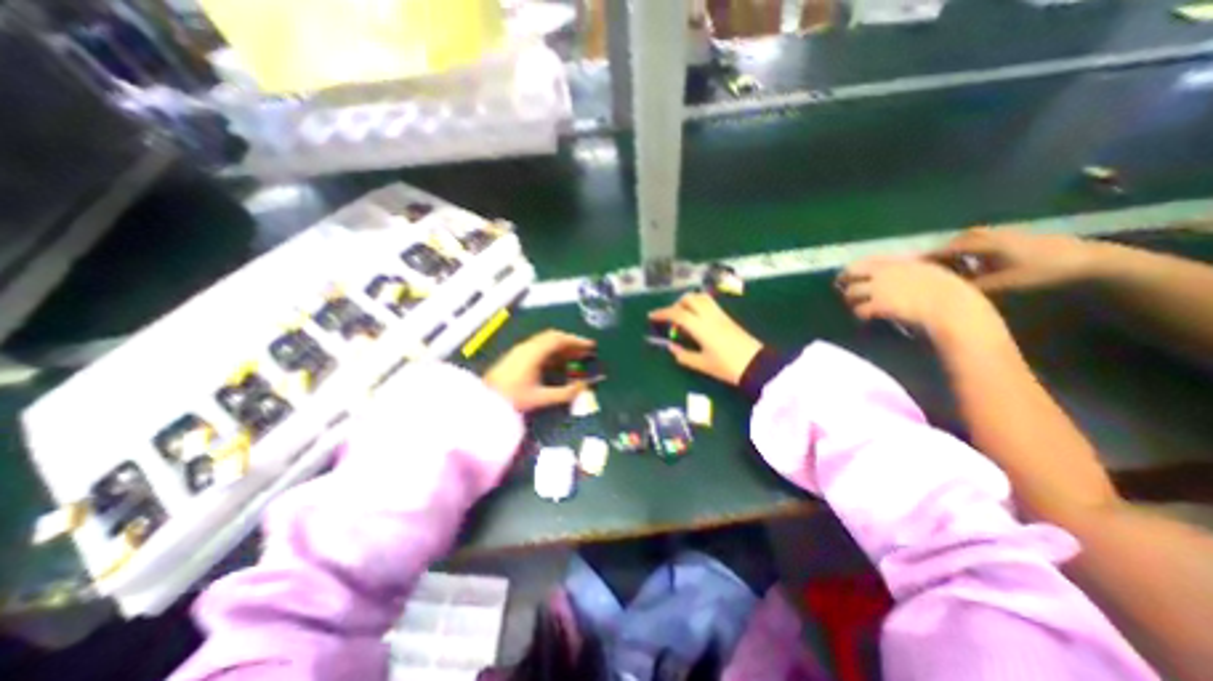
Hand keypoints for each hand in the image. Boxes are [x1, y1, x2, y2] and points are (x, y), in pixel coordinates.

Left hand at [485, 328, 594, 408]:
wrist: (483, 403)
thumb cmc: (512, 399)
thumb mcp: (541, 397)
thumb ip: (565, 393)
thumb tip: (585, 387)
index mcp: (534, 353)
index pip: (559, 339)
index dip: (576, 341)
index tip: (590, 346)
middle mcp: (527, 348)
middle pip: (553, 338)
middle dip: (571, 344)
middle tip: (585, 352)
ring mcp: (520, 352)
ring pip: (545, 344)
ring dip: (562, 349)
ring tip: (575, 358)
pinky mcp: (516, 358)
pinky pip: (539, 350)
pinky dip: (552, 354)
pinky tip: (558, 365)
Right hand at [649, 294, 759, 384]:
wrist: (756, 365)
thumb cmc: (727, 367)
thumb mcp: (702, 364)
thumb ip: (684, 355)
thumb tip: (671, 347)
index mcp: (701, 327)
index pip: (678, 314)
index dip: (662, 313)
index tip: (651, 316)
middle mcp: (710, 316)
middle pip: (690, 299)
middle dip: (676, 304)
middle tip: (669, 317)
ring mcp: (720, 315)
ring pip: (701, 297)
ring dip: (688, 302)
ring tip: (683, 316)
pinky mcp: (727, 318)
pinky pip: (709, 304)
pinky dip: (698, 305)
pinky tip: (696, 318)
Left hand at [841, 259, 1011, 348]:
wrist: (953, 307)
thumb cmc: (951, 291)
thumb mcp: (931, 271)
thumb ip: (911, 269)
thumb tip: (904, 270)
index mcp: (899, 261)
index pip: (867, 260)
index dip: (855, 268)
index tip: (851, 274)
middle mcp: (885, 272)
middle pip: (850, 272)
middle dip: (844, 281)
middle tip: (844, 290)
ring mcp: (880, 288)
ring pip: (850, 292)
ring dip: (851, 301)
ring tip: (856, 306)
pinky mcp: (879, 304)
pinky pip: (860, 310)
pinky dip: (861, 314)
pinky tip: (867, 317)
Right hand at [932, 229, 1105, 292]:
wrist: (1088, 260)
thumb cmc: (1041, 272)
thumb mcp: (1002, 284)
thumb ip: (968, 287)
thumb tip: (940, 292)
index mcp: (979, 244)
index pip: (942, 251)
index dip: (924, 261)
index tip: (906, 271)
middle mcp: (984, 235)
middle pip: (950, 245)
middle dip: (936, 257)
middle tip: (922, 272)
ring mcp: (997, 234)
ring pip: (963, 243)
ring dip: (951, 255)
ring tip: (943, 271)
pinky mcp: (1007, 238)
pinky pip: (975, 244)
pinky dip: (965, 254)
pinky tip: (967, 267)